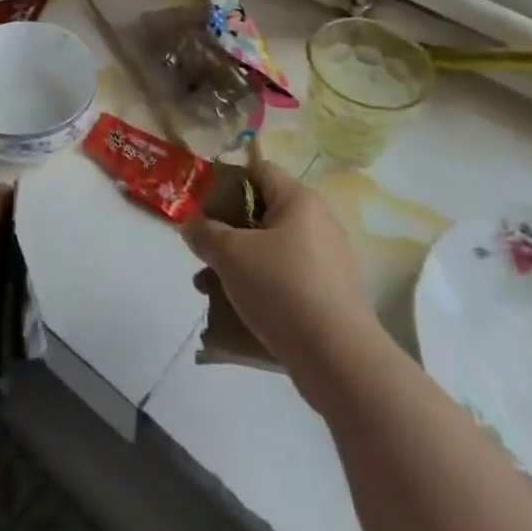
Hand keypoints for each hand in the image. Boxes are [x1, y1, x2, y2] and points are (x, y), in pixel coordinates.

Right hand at [182, 158, 378, 405]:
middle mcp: (319, 223)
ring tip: (207, 288)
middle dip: (227, 232)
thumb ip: (205, 233)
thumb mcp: (230, 255)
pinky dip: (261, 287)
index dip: (227, 183)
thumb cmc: (282, 289)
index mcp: (299, 200)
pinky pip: (287, 279)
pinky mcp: (330, 296)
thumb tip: (191, 225)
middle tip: (203, 252)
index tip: (203, 208)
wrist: (340, 360)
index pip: (259, 170)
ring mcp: (328, 261)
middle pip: (262, 213)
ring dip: (239, 264)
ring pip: (271, 250)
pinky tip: (237, 311)